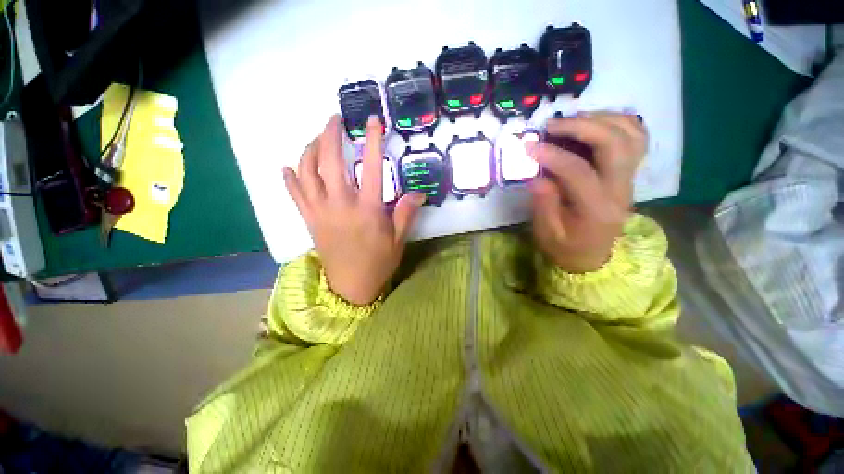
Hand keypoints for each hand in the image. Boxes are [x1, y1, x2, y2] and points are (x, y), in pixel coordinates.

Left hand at [283, 115, 425, 304]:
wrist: (351, 286)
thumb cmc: (378, 262)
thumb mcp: (398, 239)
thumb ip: (406, 213)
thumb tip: (418, 193)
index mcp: (367, 210)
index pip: (371, 167)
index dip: (372, 141)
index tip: (372, 121)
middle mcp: (340, 205)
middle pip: (330, 161)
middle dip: (330, 134)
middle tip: (334, 119)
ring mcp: (320, 212)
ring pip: (307, 173)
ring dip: (310, 150)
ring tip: (318, 139)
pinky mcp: (309, 220)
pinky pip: (294, 194)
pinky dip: (290, 178)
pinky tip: (289, 167)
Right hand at [529, 112, 647, 272]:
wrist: (592, 255)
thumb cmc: (565, 247)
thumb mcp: (547, 233)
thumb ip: (543, 204)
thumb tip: (536, 175)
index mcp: (597, 209)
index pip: (579, 172)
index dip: (553, 155)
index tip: (529, 146)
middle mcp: (620, 189)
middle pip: (615, 144)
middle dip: (582, 127)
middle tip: (552, 125)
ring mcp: (629, 179)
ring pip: (631, 135)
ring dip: (601, 119)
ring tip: (571, 120)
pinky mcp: (629, 174)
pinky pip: (636, 138)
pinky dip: (618, 122)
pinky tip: (595, 123)